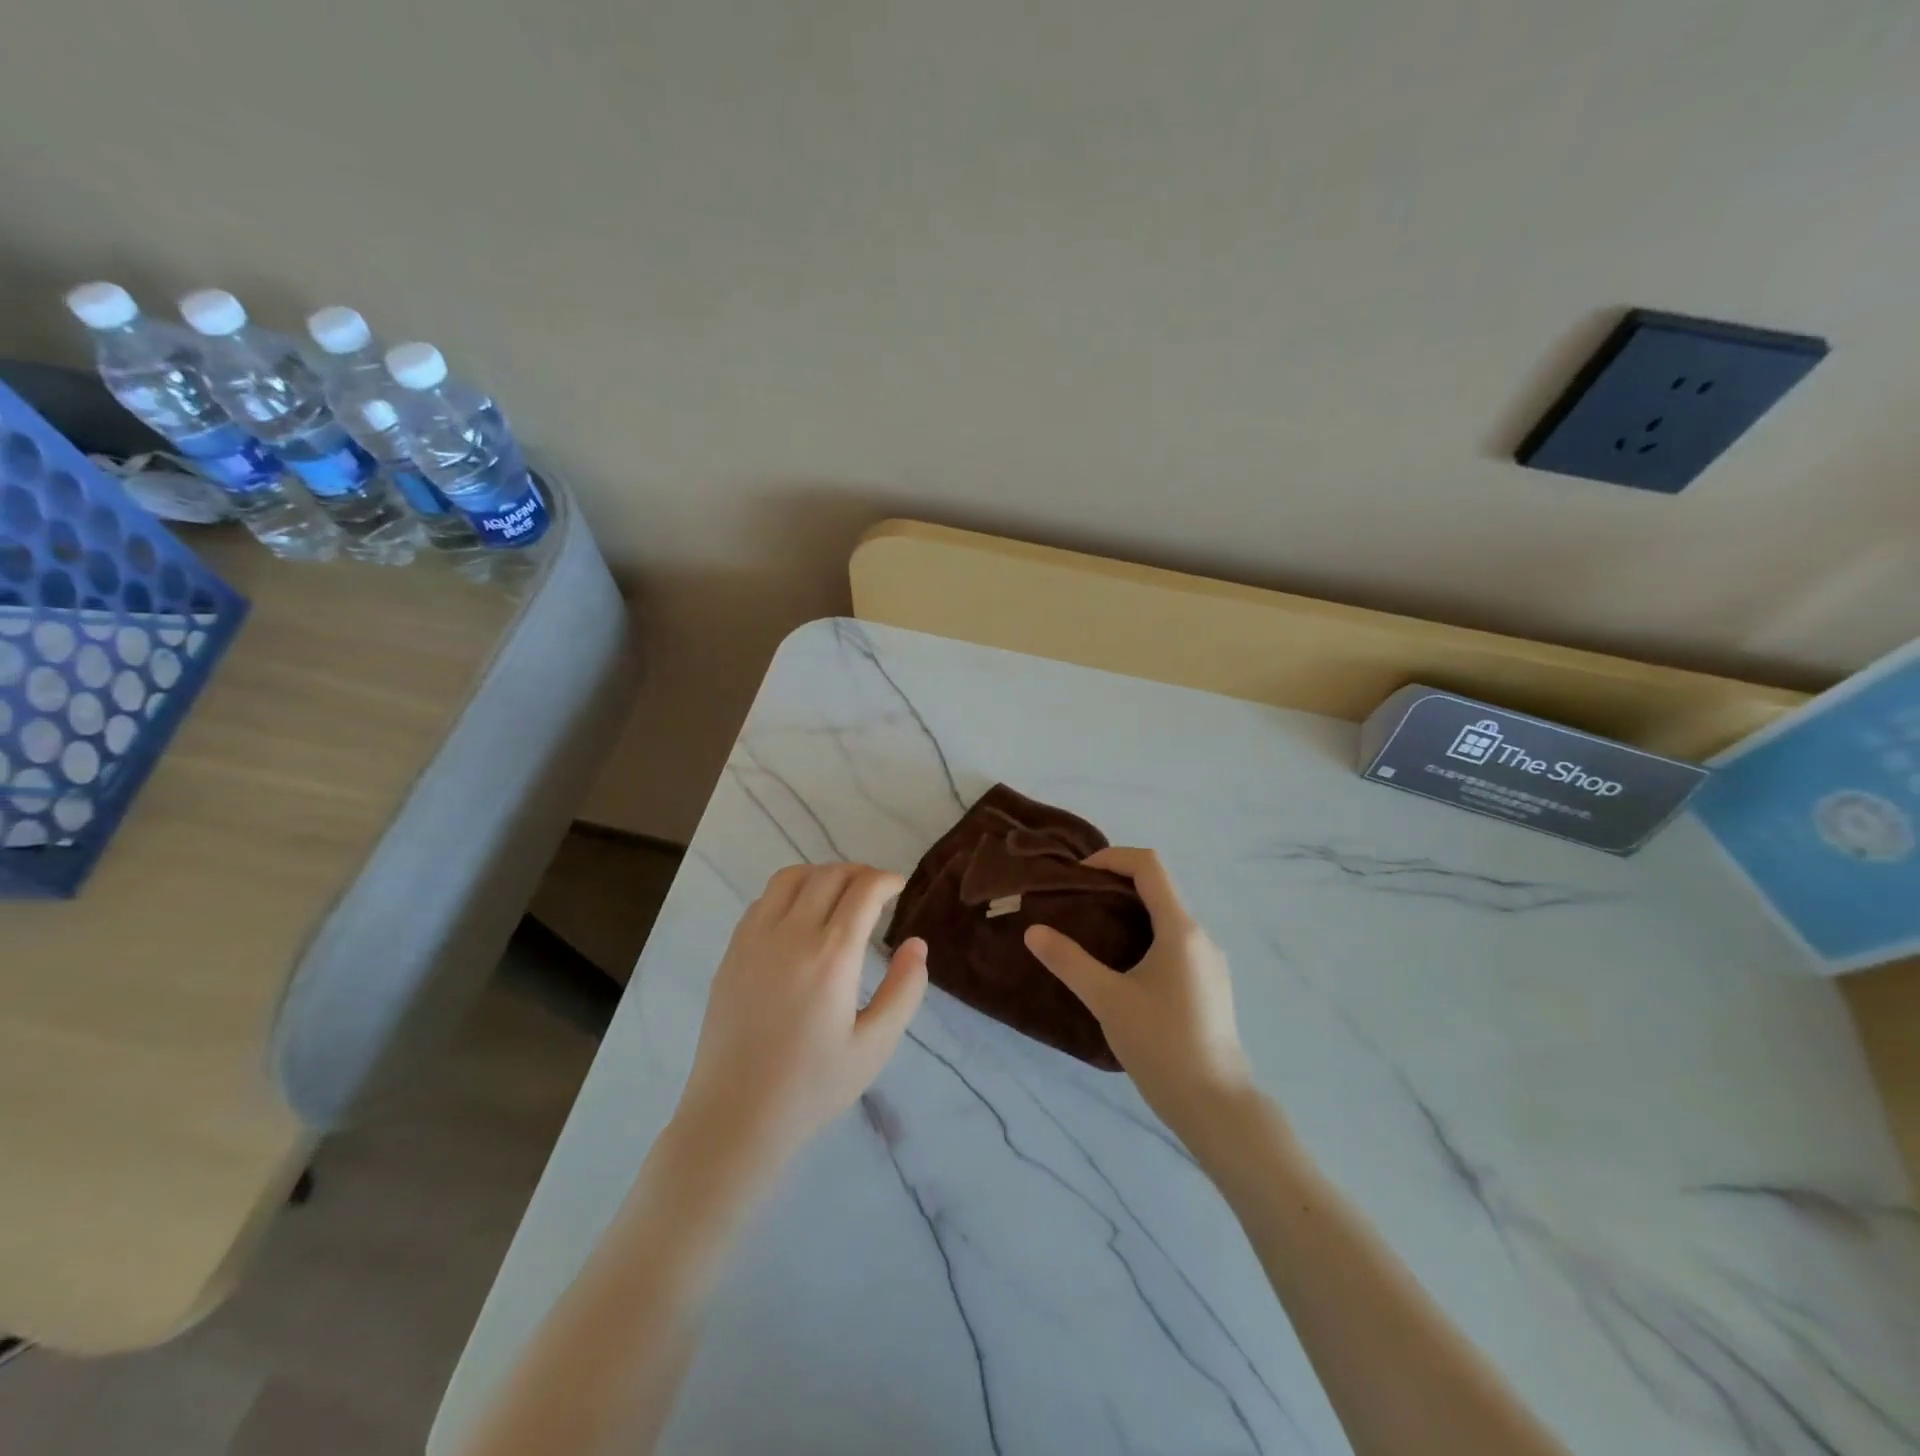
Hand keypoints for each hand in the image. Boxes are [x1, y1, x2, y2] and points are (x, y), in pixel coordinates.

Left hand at [674, 863, 927, 1173]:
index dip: (886, 880)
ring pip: (791, 878)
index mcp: (831, 956)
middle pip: (829, 875)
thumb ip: (904, 990)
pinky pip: (763, 901)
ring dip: (822, 874)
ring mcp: (755, 940)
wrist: (735, 1116)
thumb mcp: (875, 1046)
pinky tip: (799, 916)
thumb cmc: (813, 1086)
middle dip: (859, 873)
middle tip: (876, 891)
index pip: (863, 890)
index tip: (899, 886)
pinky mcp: (732, 953)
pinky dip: (789, 892)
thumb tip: (916, 944)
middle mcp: (791, 934)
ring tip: (838, 894)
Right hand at [1024, 848, 1254, 1137]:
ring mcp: (1209, 961)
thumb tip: (1034, 932)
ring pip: (1168, 917)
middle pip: (1159, 888)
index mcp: (1180, 929)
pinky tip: (1123, 968)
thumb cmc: (1161, 1045)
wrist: (1216, 1104)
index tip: (1078, 876)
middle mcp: (1201, 936)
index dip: (1112, 858)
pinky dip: (1146, 936)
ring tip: (1093, 934)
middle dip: (1116, 885)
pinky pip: (1176, 942)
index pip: (1149, 866)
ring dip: (1131, 912)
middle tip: (1077, 904)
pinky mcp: (1210, 984)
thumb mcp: (1107, 1000)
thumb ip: (1069, 961)